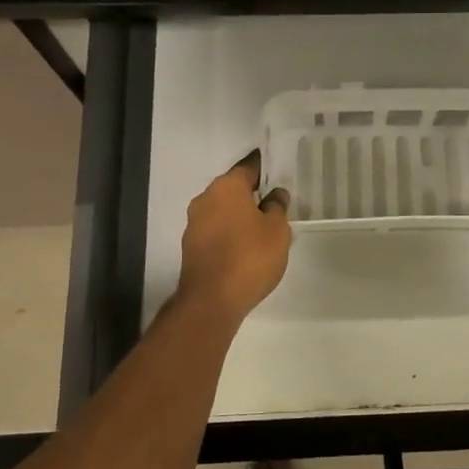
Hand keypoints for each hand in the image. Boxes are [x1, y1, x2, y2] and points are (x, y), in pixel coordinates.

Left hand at [177, 152, 291, 320]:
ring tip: (263, 228)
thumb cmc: (250, 257)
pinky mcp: (191, 247)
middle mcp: (205, 199)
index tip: (275, 170)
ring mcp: (194, 224)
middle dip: (251, 194)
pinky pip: (216, 230)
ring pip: (223, 210)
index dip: (263, 168)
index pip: (247, 167)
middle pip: (233, 189)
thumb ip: (277, 207)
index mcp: (226, 187)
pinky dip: (230, 233)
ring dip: (240, 215)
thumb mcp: (277, 230)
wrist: (212, 301)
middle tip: (274, 203)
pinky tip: (245, 247)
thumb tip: (274, 194)